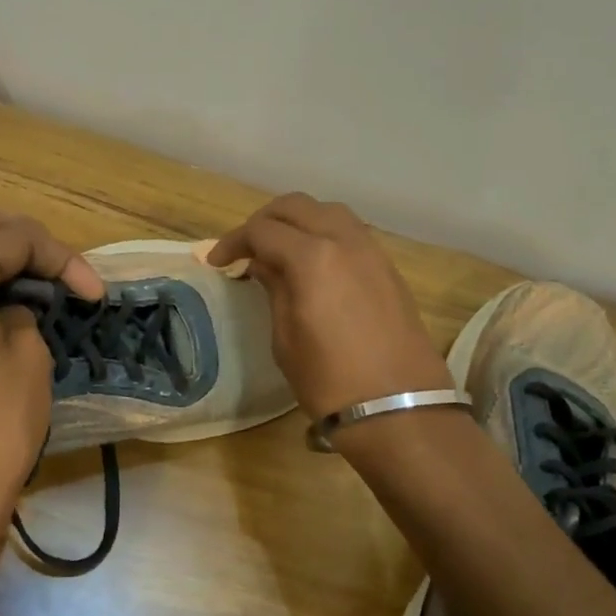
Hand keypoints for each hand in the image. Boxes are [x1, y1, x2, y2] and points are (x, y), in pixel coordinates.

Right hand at [208, 194, 450, 419]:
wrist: (398, 409)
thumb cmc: (329, 380)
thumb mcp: (285, 338)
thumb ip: (274, 289)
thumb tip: (264, 265)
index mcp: (312, 258)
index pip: (262, 230)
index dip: (233, 242)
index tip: (217, 262)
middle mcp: (345, 241)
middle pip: (297, 206)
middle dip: (264, 220)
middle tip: (245, 247)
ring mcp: (372, 252)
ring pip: (328, 212)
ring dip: (298, 221)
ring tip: (279, 249)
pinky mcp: (388, 268)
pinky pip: (350, 233)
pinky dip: (324, 234)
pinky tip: (313, 262)